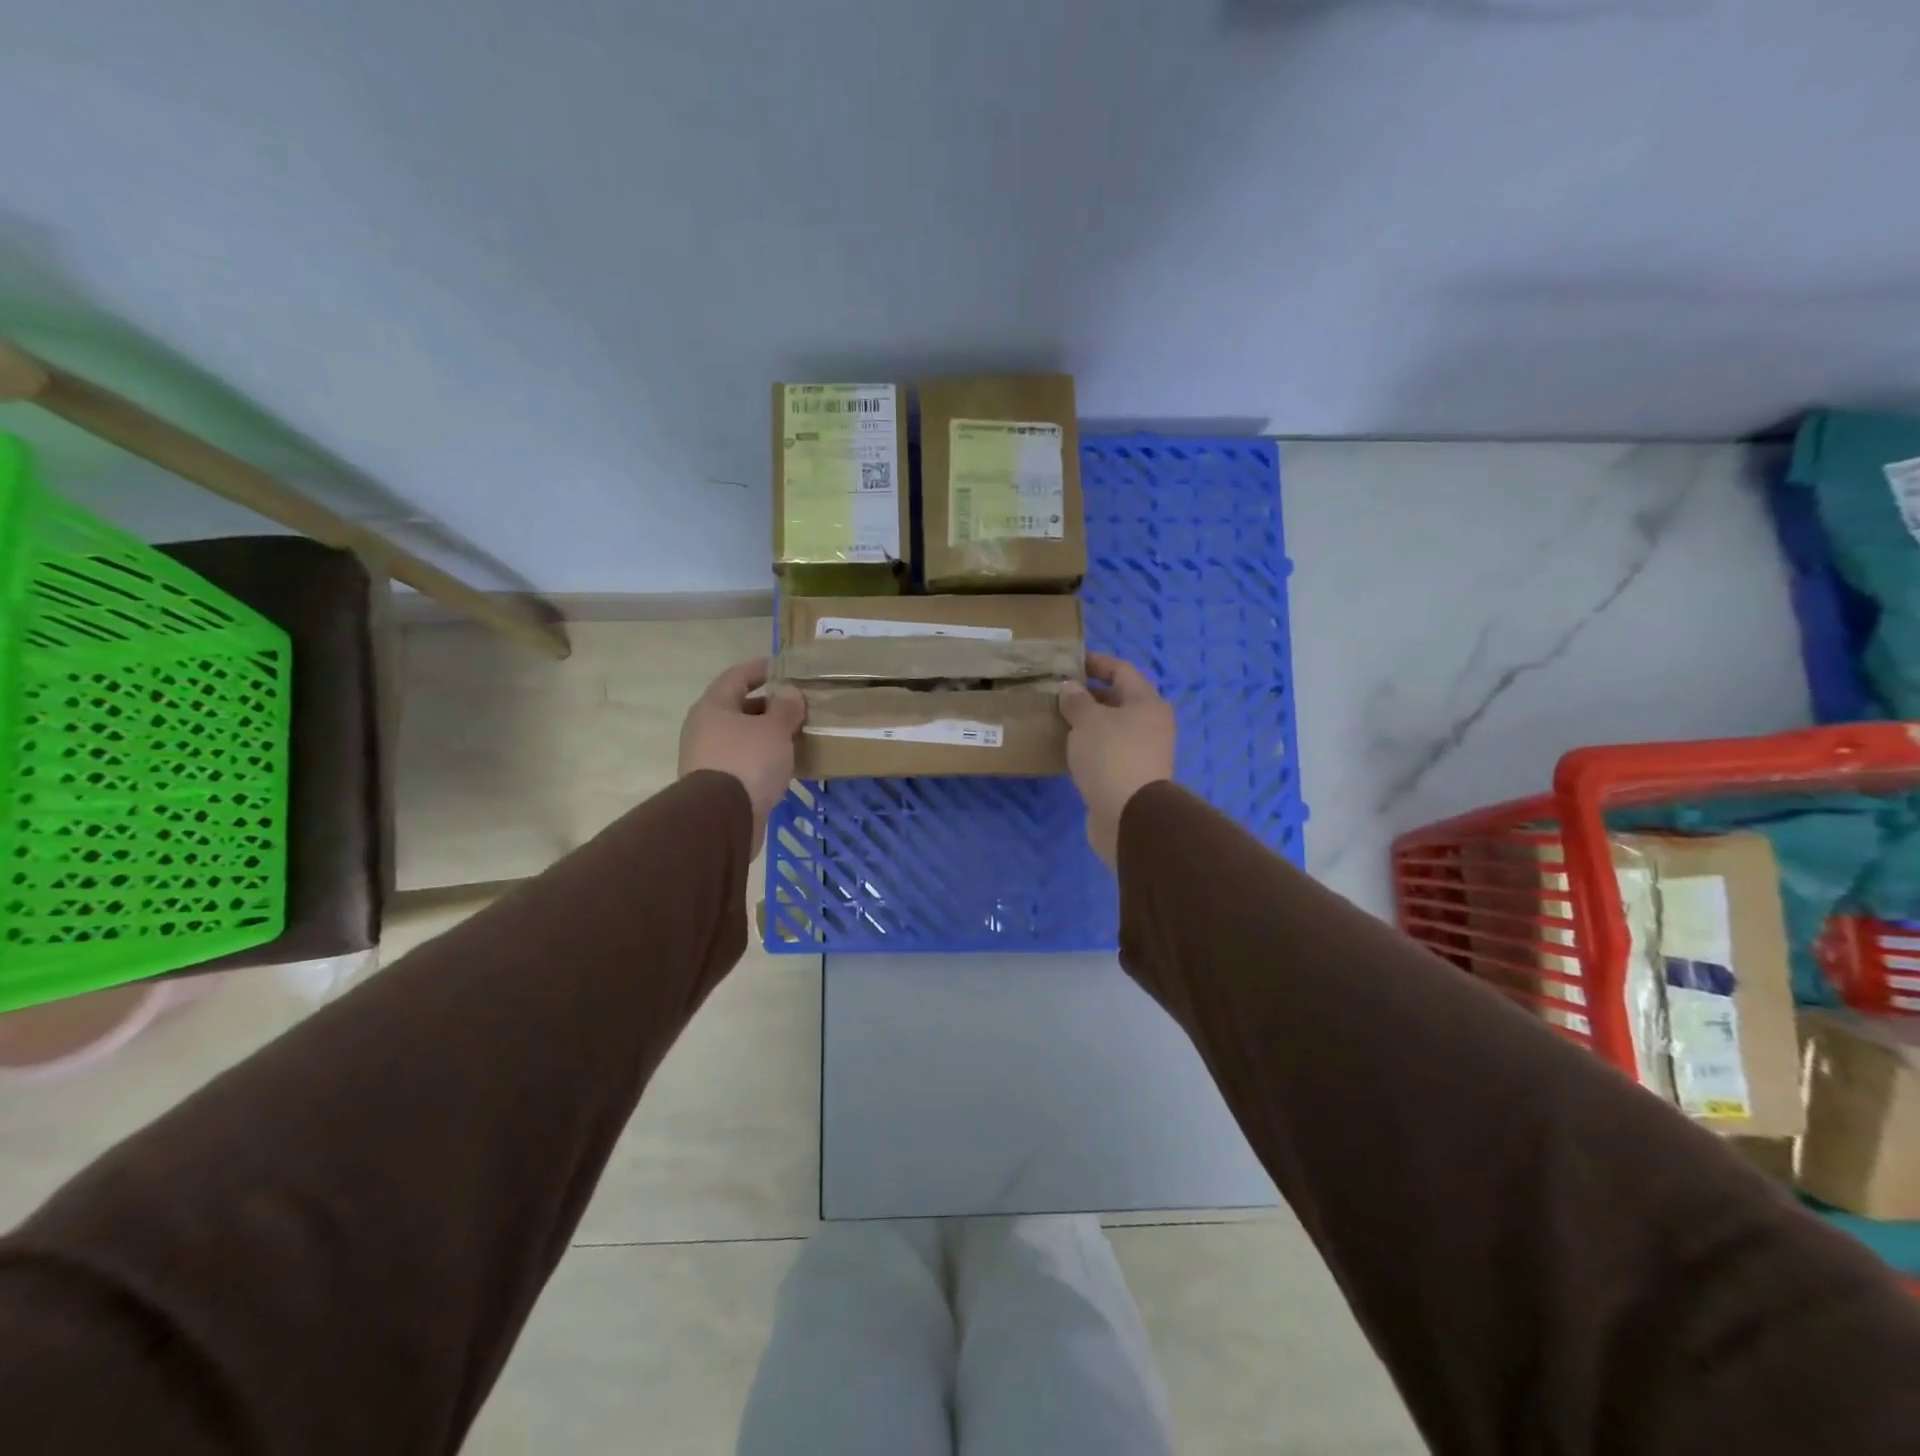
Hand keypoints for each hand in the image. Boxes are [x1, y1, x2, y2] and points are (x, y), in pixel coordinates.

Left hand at [678, 658, 805, 853]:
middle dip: (769, 706)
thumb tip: (789, 692)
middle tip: (799, 707)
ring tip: (797, 736)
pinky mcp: (717, 786)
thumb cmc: (747, 761)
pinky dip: (764, 760)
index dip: (761, 669)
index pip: (737, 676)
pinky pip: (745, 763)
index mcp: (713, 706)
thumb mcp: (774, 729)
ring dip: (768, 736)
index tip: (784, 667)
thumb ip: (785, 707)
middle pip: (739, 708)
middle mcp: (705, 729)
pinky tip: (786, 765)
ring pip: (743, 738)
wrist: (721, 818)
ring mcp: (708, 759)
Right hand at [1056, 652, 1175, 868]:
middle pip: (1118, 700)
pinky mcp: (1130, 777)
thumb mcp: (1088, 720)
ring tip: (1057, 719)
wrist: (1129, 816)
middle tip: (1057, 693)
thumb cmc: (1111, 756)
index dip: (1096, 662)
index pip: (1121, 670)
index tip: (1069, 662)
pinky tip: (1066, 749)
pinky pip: (1106, 752)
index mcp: (1147, 703)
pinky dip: (1088, 746)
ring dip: (1087, 723)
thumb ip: (1077, 700)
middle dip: (1088, 694)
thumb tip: (1071, 688)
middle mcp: (1151, 725)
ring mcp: (1142, 753)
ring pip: (1111, 728)